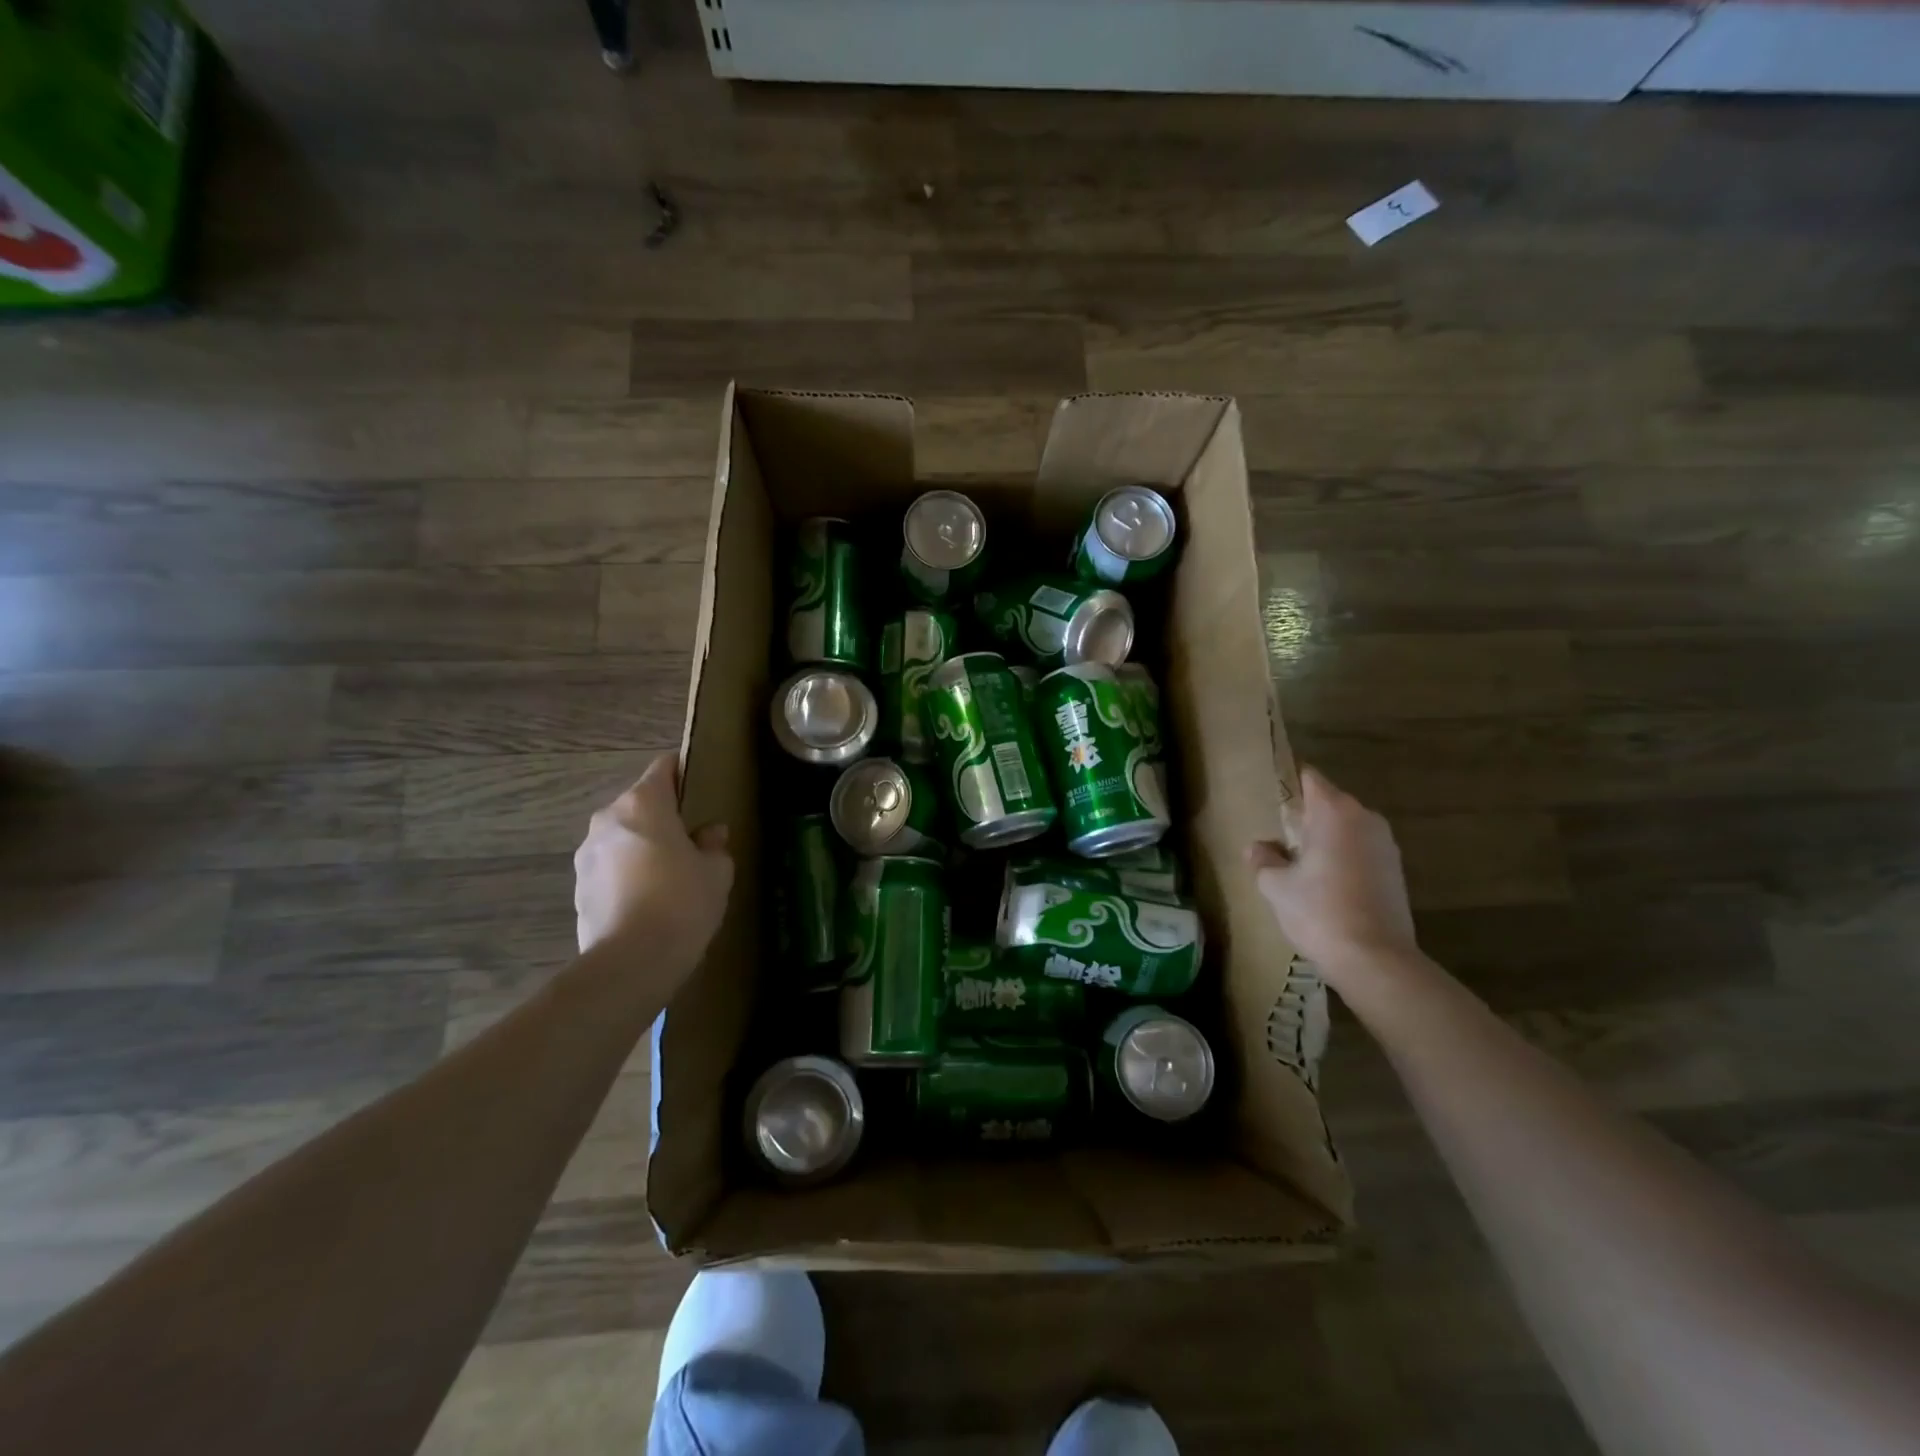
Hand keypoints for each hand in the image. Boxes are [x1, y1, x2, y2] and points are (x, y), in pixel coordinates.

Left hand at [575, 755, 733, 972]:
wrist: (631, 962)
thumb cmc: (682, 902)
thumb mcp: (716, 871)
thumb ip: (713, 844)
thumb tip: (709, 834)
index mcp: (644, 803)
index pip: (663, 768)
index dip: (683, 774)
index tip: (700, 791)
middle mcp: (608, 819)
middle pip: (640, 804)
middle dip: (663, 817)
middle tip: (691, 842)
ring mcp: (587, 853)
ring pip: (623, 837)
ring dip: (642, 847)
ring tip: (668, 877)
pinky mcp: (578, 887)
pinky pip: (610, 868)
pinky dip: (627, 874)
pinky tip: (648, 901)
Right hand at [1246, 766, 1418, 975]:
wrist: (1376, 960)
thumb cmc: (1319, 912)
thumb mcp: (1275, 886)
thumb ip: (1263, 859)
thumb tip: (1258, 847)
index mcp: (1334, 812)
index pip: (1309, 779)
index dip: (1288, 784)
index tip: (1270, 798)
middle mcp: (1365, 819)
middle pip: (1329, 804)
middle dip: (1305, 817)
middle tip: (1279, 840)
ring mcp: (1386, 845)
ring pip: (1346, 829)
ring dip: (1325, 840)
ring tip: (1301, 866)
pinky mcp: (1397, 871)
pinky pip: (1361, 851)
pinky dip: (1343, 859)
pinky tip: (1327, 886)